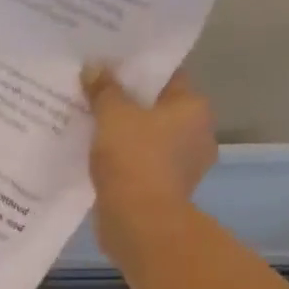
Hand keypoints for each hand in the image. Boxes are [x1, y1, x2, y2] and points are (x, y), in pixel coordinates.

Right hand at [81, 66, 217, 262]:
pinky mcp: (165, 190)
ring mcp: (184, 165)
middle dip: (128, 103)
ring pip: (148, 138)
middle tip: (94, 94)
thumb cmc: (134, 159)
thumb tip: (94, 67)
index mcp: (194, 107)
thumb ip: (104, 89)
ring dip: (124, 134)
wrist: (140, 222)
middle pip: (157, 108)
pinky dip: (123, 159)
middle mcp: (197, 133)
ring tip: (90, 125)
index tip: (110, 67)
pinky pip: (141, 163)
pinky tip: (97, 156)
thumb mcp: (112, 115)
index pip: (167, 76)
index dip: (138, 70)